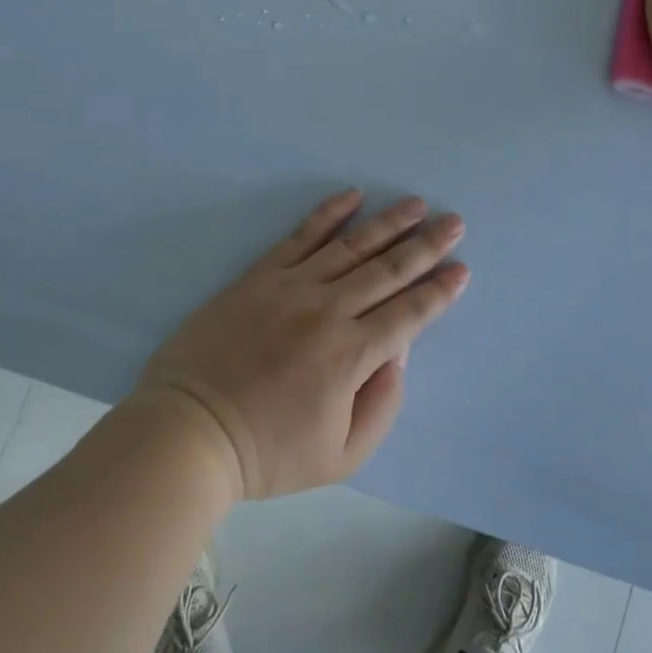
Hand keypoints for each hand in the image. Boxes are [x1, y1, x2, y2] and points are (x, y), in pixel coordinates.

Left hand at [135, 190, 469, 498]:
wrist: (190, 429)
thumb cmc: (268, 451)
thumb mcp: (341, 456)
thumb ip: (382, 406)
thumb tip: (397, 353)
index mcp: (352, 355)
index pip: (409, 314)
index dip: (439, 291)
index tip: (462, 270)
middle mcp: (328, 310)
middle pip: (389, 270)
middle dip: (427, 245)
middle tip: (454, 222)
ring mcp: (292, 287)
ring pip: (352, 246)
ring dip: (389, 223)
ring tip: (416, 204)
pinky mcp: (260, 275)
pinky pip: (301, 236)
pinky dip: (328, 213)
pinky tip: (352, 196)